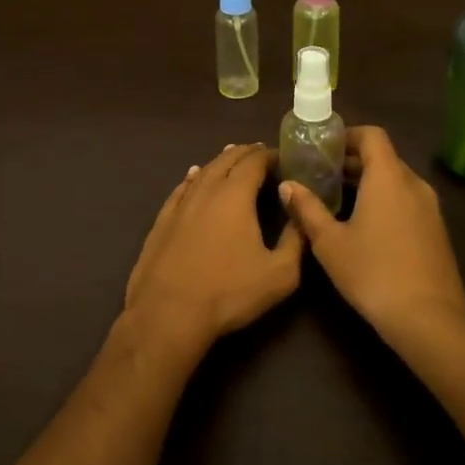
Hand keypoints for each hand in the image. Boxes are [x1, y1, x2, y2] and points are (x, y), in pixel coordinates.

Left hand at [125, 143, 303, 346]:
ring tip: (230, 156)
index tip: (281, 155)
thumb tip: (302, 215)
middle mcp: (206, 190)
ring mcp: (180, 204)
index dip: (268, 155)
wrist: (169, 312)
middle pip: (226, 160)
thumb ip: (295, 240)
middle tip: (258, 151)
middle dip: (244, 153)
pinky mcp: (162, 220)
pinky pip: (181, 188)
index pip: (253, 162)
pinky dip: (193, 178)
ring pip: (203, 171)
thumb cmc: (228, 292)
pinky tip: (193, 177)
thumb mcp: (279, 274)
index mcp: (235, 195)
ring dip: (219, 161)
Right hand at [279, 126, 464, 339]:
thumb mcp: (330, 242)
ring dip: (369, 182)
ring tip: (338, 200)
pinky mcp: (436, 231)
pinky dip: (385, 200)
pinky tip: (365, 226)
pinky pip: (407, 200)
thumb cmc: (374, 273)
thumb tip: (287, 184)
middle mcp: (413, 184)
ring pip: (396, 180)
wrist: (429, 320)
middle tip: (321, 175)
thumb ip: (307, 209)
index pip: (372, 135)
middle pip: (383, 157)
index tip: (323, 149)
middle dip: (352, 161)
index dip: (347, 135)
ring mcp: (430, 208)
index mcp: (388, 177)